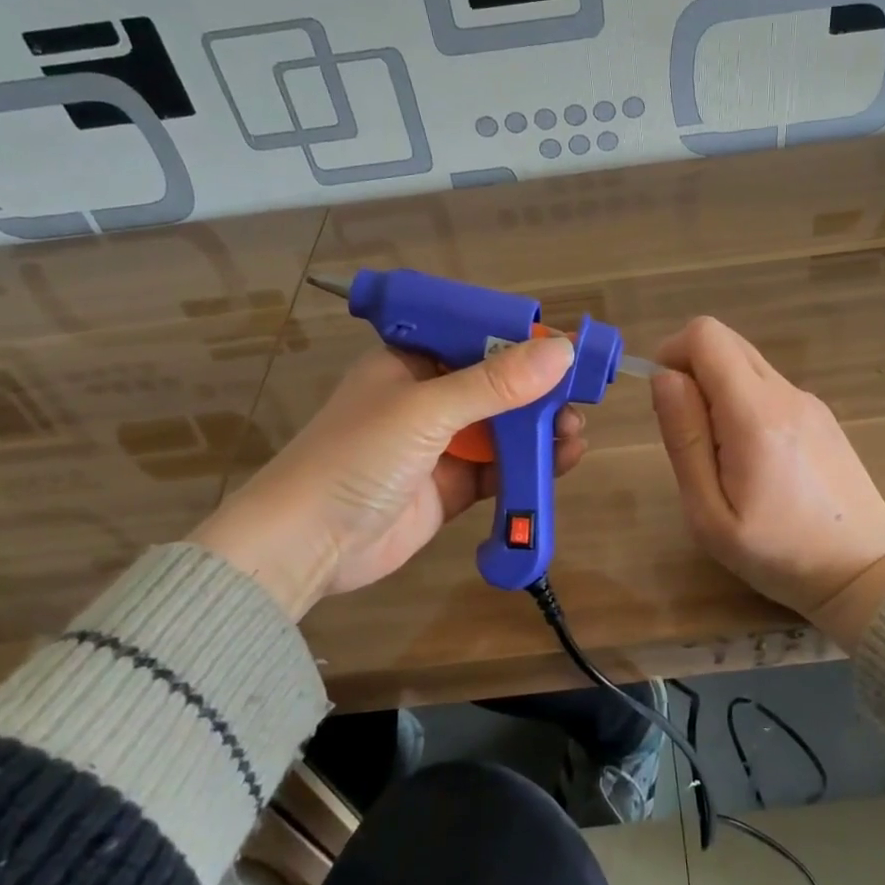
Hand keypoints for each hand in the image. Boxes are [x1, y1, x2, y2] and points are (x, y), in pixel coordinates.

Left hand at [191, 338, 584, 614]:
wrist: (307, 545)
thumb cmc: (357, 457)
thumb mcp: (426, 410)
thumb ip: (495, 384)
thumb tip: (562, 350)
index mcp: (412, 363)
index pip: (475, 339)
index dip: (521, 343)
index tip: (565, 351)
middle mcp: (428, 399)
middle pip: (495, 387)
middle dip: (538, 393)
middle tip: (577, 401)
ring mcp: (439, 446)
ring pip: (502, 430)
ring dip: (539, 431)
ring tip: (574, 434)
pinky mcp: (450, 487)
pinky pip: (499, 471)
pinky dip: (529, 468)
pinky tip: (560, 463)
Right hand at [649, 316, 884, 649]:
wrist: (865, 572)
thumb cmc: (778, 553)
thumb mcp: (709, 513)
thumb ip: (684, 439)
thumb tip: (664, 377)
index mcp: (755, 413)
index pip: (705, 335)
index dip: (672, 353)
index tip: (665, 401)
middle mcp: (785, 393)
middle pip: (725, 341)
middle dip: (692, 370)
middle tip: (690, 433)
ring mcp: (809, 402)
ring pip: (747, 364)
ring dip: (718, 390)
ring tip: (723, 456)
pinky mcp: (821, 416)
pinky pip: (768, 388)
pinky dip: (744, 403)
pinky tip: (756, 461)